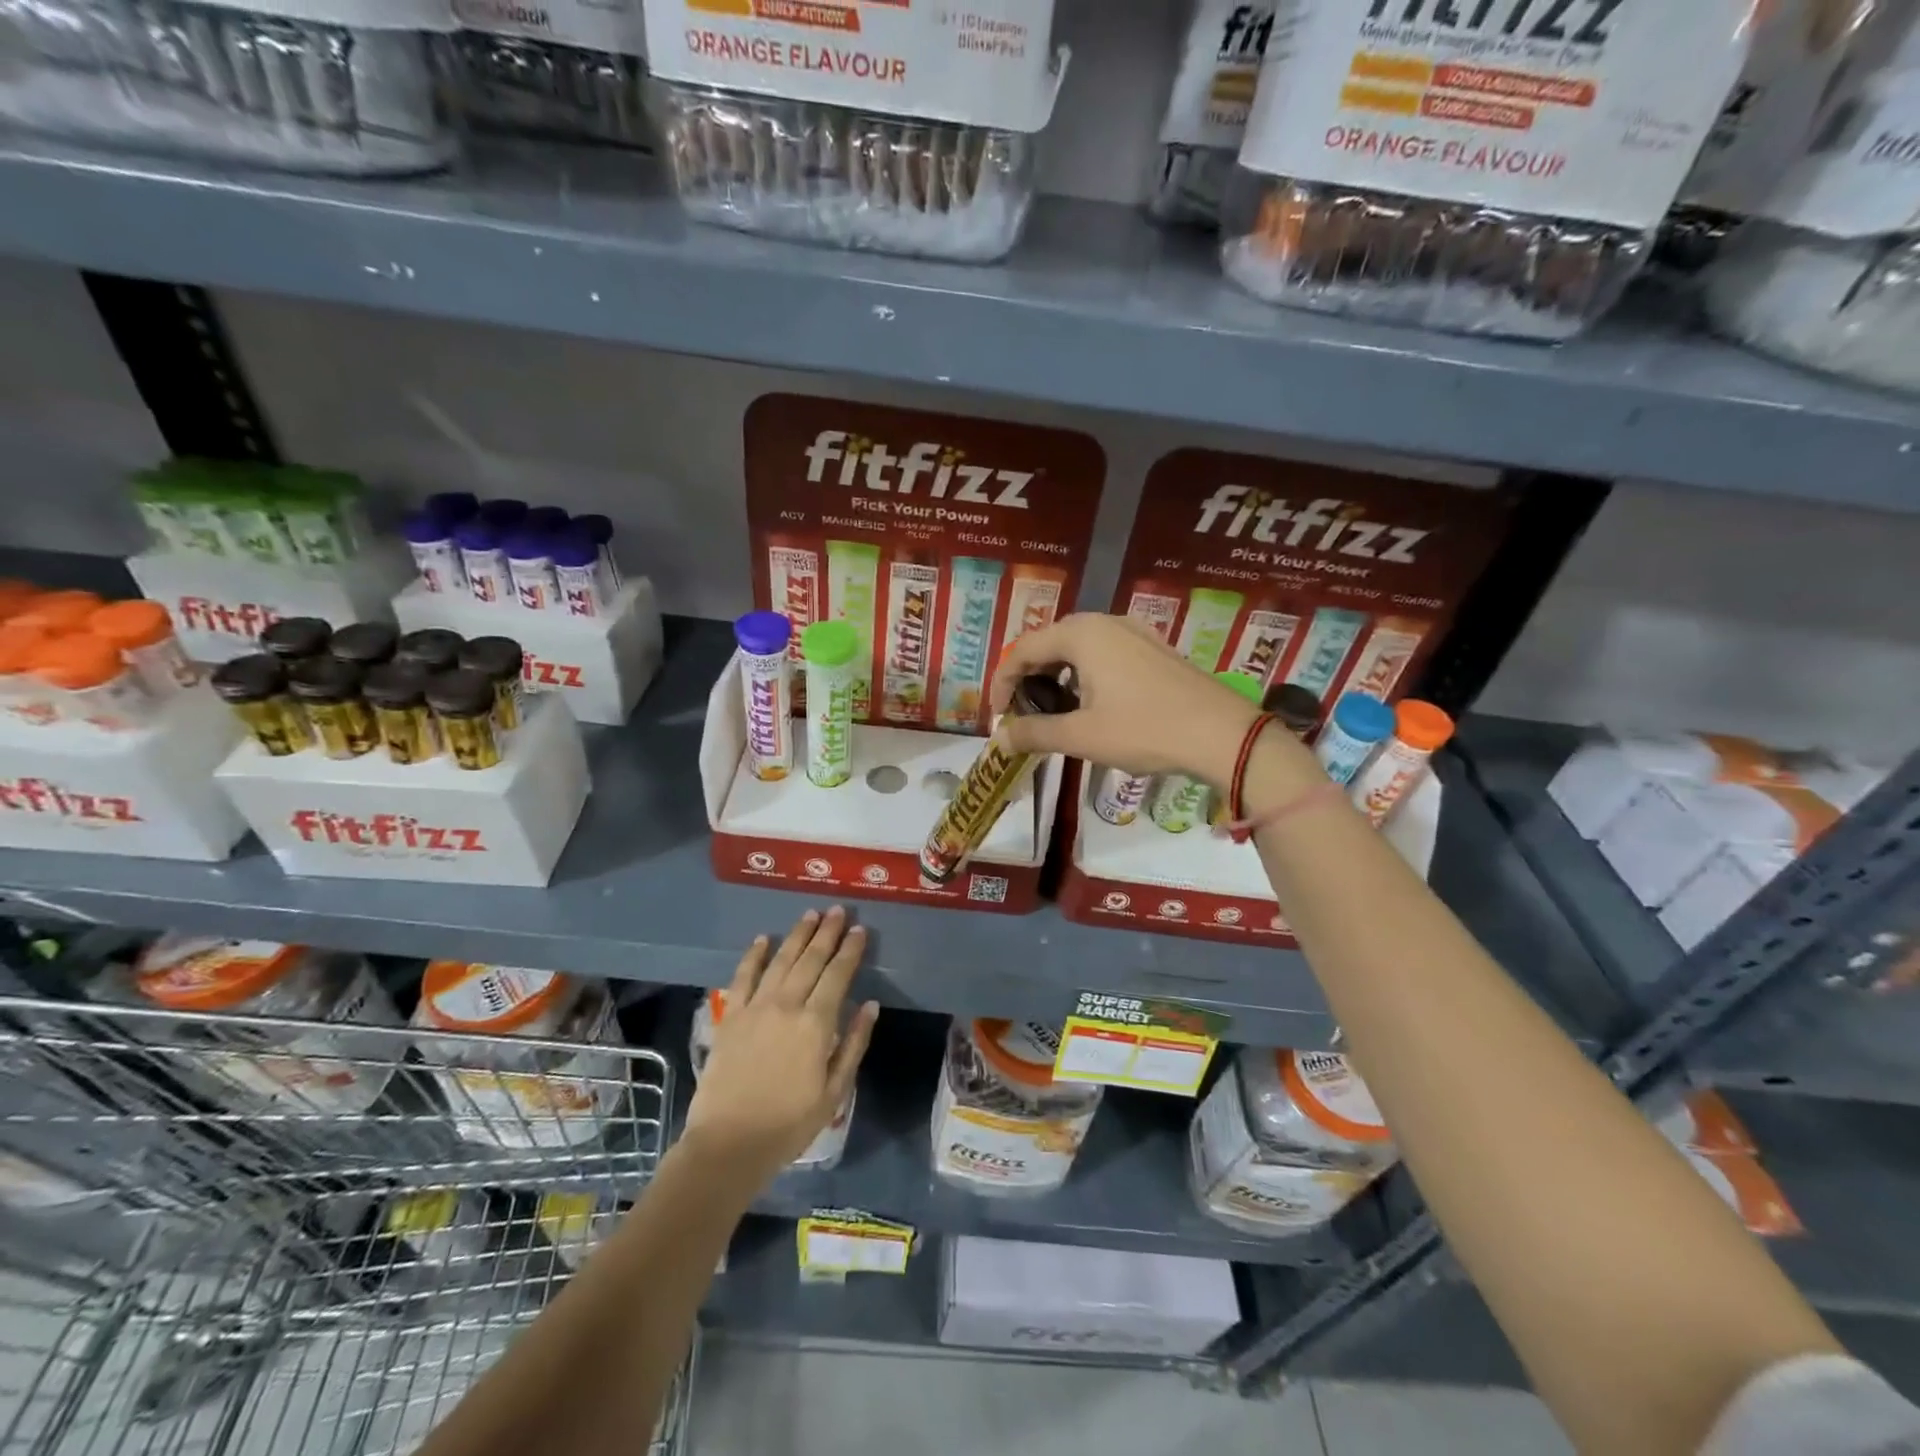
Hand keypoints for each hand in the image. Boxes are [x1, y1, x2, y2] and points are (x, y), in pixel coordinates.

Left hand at [684, 907, 879, 1183]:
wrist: (728, 1144)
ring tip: (810, 914)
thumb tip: (870, 1005)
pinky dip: (754, 955)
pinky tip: (763, 939)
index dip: (851, 950)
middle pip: (811, 959)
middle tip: (838, 911)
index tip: (860, 930)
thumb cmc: (789, 1124)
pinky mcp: (731, 1017)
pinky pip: (743, 977)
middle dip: (827, 932)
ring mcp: (755, 1008)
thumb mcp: (834, 1092)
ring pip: (781, 960)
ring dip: (797, 935)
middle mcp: (787, 1005)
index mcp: (816, 1024)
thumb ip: (853, 1044)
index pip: (838, 975)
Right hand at [990, 613, 1271, 785]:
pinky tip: (1091, 705)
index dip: (1002, 683)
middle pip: (1049, 644)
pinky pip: (1104, 653)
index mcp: (1081, 634)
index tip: (998, 717)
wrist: (1222, 734)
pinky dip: (1084, 675)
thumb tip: (1000, 737)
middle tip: (1023, 714)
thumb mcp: (1081, 736)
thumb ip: (1034, 732)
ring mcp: (1133, 631)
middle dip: (1029, 678)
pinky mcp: (1153, 647)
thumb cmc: (1144, 730)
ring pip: (1078, 648)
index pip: (1022, 650)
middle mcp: (1104, 621)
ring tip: (1054, 713)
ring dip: (1057, 677)